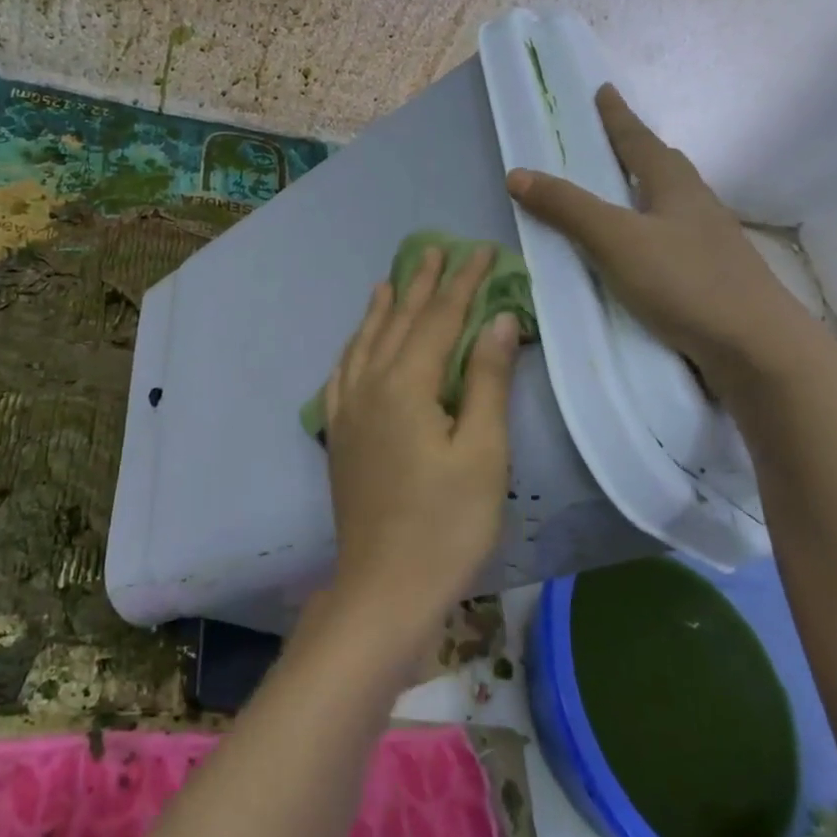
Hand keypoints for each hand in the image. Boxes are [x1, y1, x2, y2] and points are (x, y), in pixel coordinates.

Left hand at [319, 247, 519, 652]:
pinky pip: (343, 373)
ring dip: (383, 309)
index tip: (480, 251)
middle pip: (398, 322)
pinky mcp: (339, 435)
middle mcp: (369, 386)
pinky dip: (354, 347)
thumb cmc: (447, 524)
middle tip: (437, 250)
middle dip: (421, 284)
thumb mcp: (483, 452)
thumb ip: (488, 381)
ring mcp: (348, 411)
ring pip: (365, 343)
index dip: (462, 283)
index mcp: (406, 385)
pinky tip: (357, 343)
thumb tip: (498, 319)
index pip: (439, 319)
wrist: (384, 586)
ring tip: (392, 280)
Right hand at [507, 84, 821, 391]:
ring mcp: (710, 244)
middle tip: (613, 143)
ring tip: (622, 197)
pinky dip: (650, 233)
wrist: (756, 348)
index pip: (640, 141)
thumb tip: (518, 173)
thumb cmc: (685, 282)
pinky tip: (641, 254)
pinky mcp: (711, 278)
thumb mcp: (617, 240)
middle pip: (665, 167)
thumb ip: (568, 208)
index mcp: (676, 188)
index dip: (618, 117)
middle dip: (638, 151)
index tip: (603, 90)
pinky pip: (673, 240)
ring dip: (646, 194)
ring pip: (673, 205)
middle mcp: (697, 207)